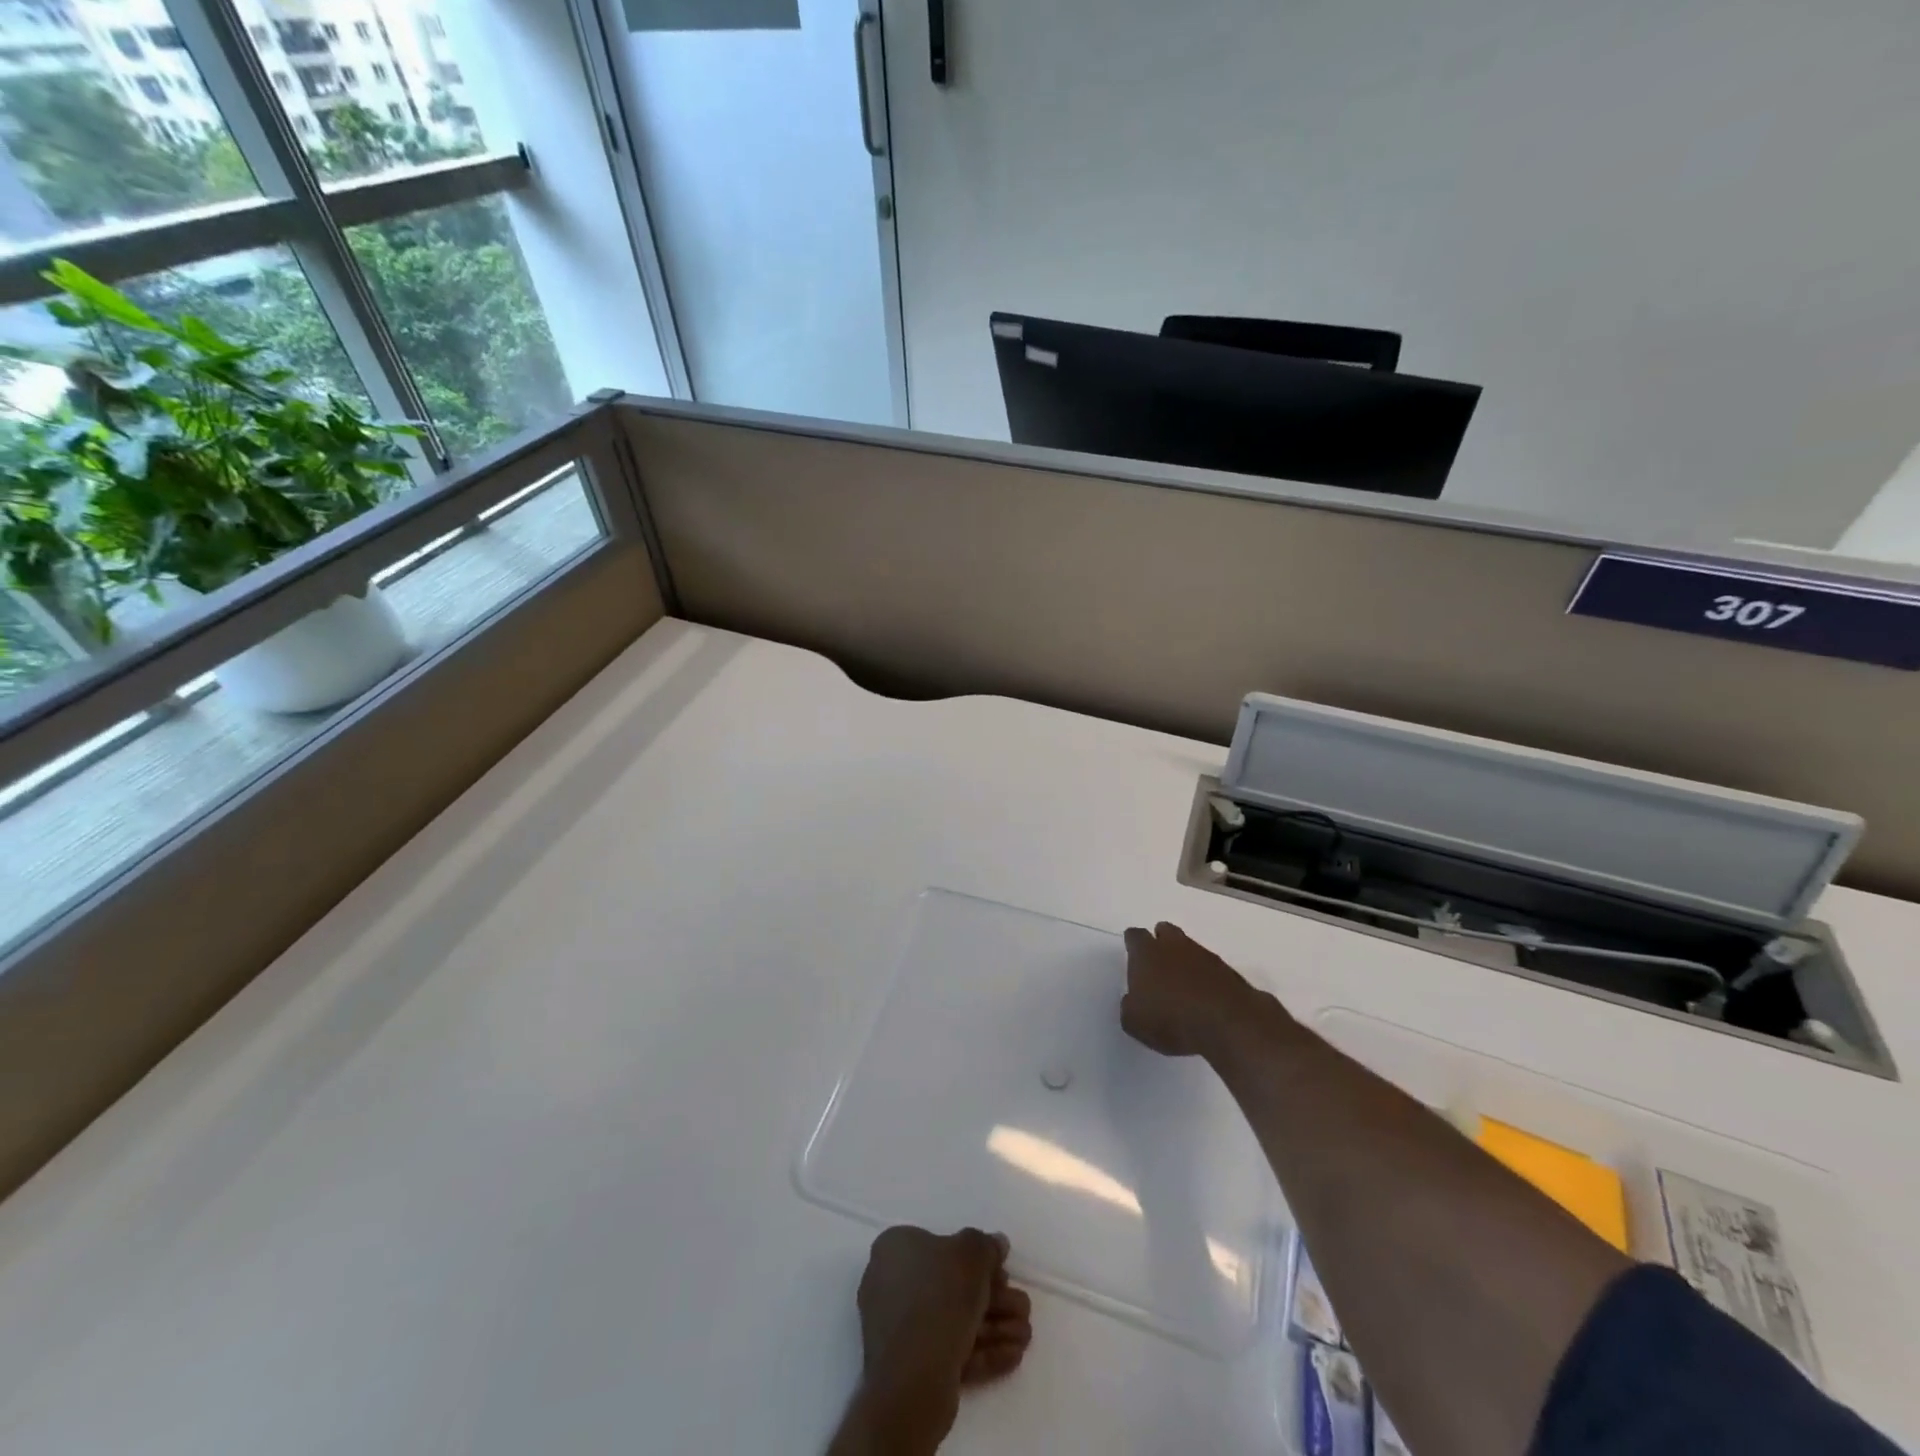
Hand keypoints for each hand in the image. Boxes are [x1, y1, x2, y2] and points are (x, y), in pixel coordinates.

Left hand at [847, 1226, 1032, 1450]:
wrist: (911, 1379)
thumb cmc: (939, 1297)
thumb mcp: (972, 1254)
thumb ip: (986, 1246)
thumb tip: (996, 1243)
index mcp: (896, 1249)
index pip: (941, 1244)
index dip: (977, 1258)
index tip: (1003, 1272)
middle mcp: (890, 1283)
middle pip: (952, 1286)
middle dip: (994, 1299)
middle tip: (1023, 1307)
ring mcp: (897, 1329)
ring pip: (954, 1321)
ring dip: (994, 1327)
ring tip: (1026, 1336)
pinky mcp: (908, 1368)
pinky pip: (948, 1350)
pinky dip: (981, 1351)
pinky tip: (1014, 1355)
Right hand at [1121, 921, 1269, 1058]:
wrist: (1227, 1024)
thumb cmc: (1171, 1020)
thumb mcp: (1134, 1023)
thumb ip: (1129, 1006)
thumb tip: (1133, 1000)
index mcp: (1146, 953)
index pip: (1135, 937)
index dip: (1133, 945)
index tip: (1132, 955)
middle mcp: (1174, 946)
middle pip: (1165, 931)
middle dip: (1161, 942)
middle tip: (1158, 963)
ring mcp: (1204, 956)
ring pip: (1189, 947)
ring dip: (1185, 960)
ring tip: (1182, 983)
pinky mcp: (1228, 971)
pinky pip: (1210, 967)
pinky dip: (1205, 976)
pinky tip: (1203, 995)